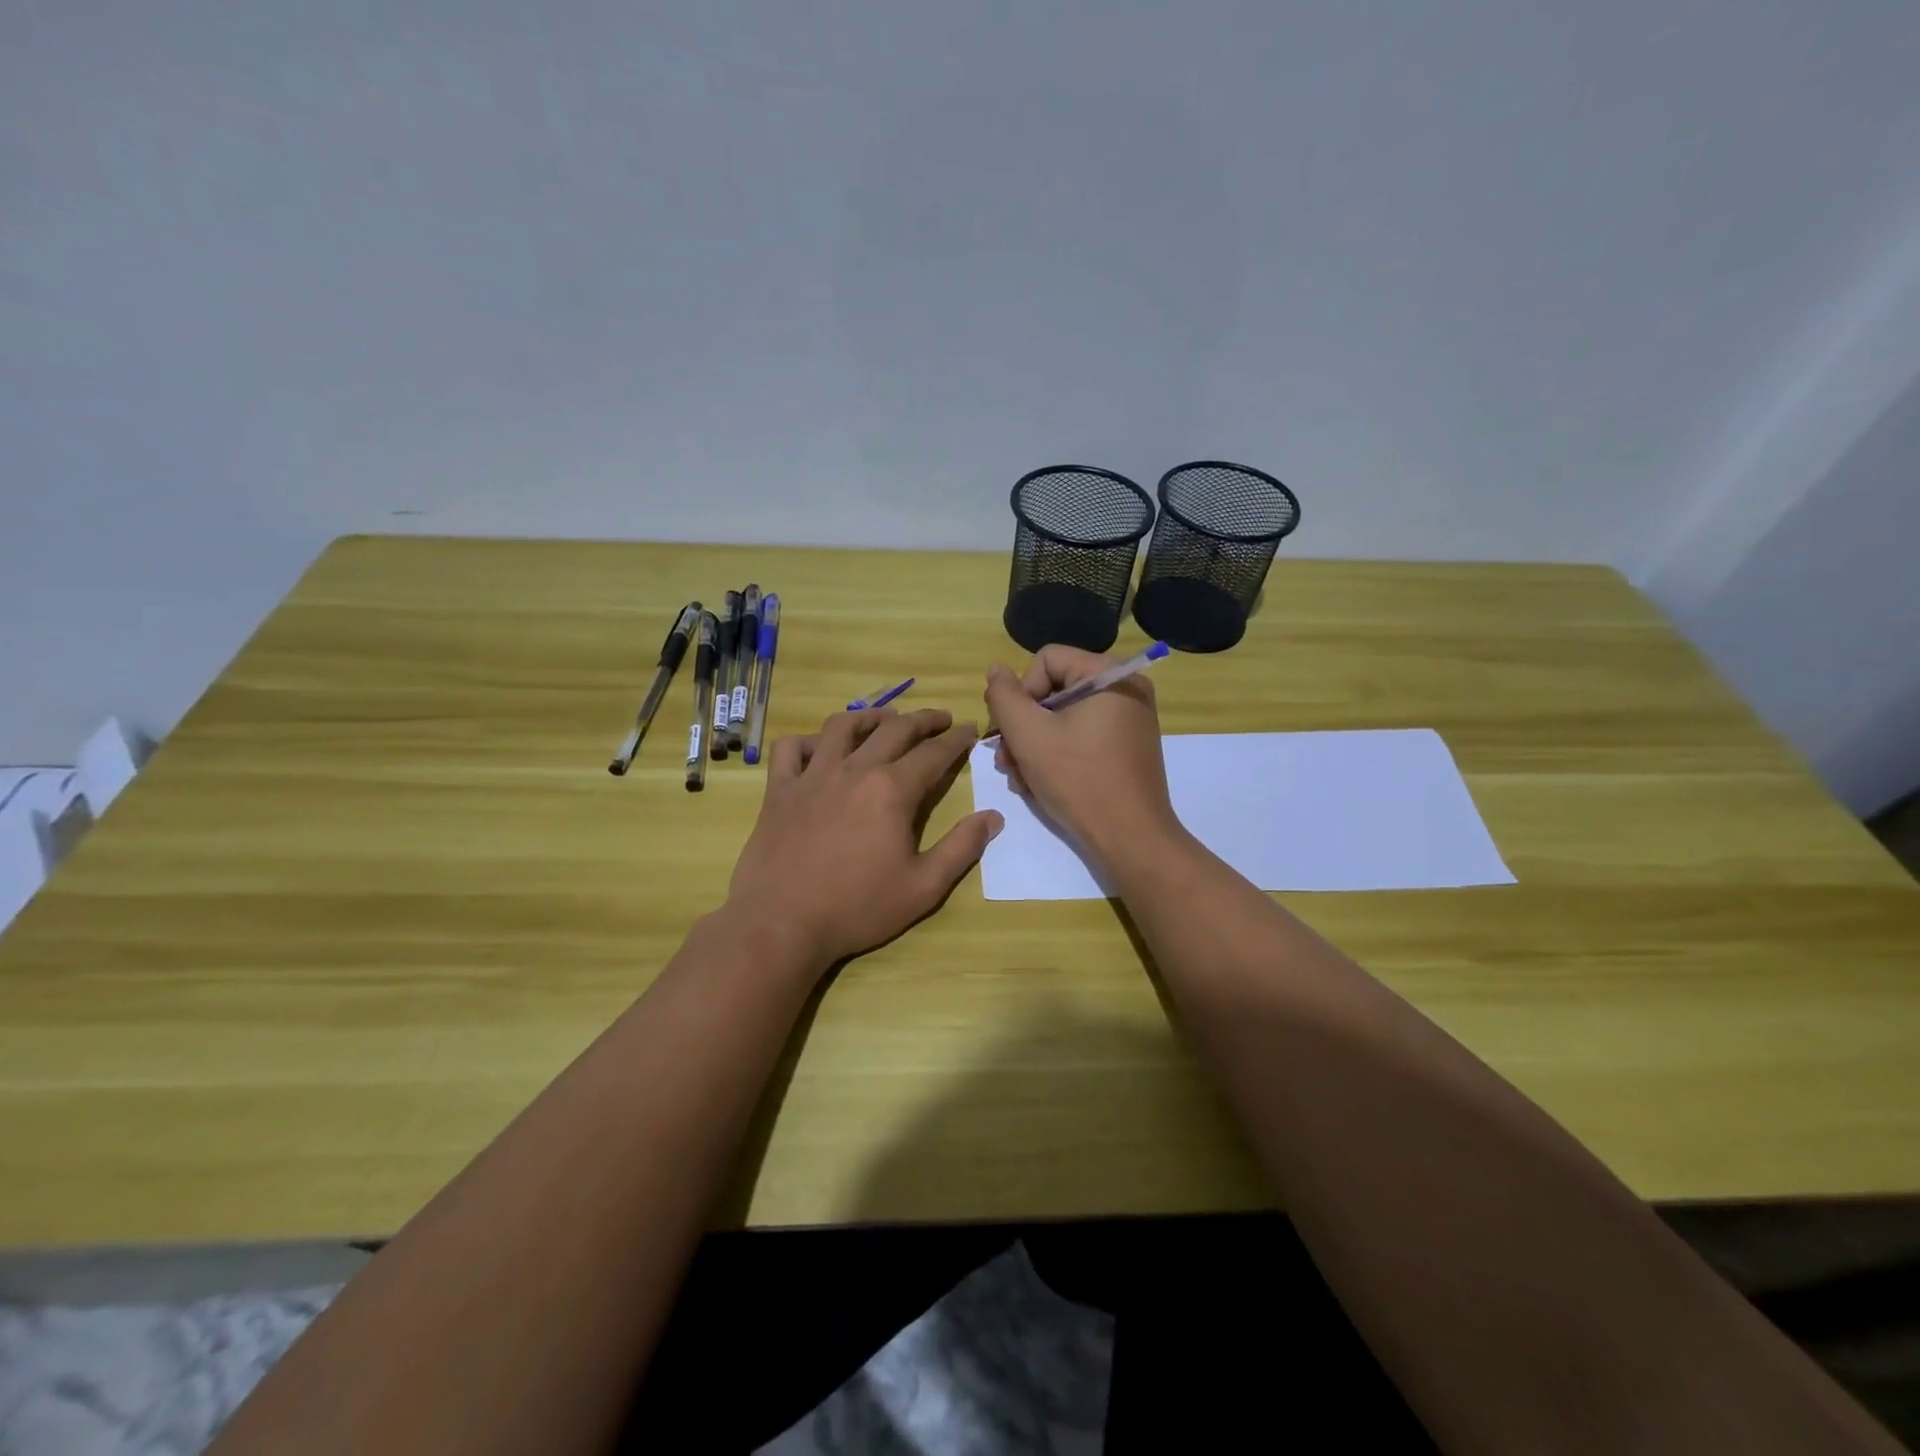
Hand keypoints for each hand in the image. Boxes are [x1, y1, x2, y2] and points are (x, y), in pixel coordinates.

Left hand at [725, 707, 1002, 971]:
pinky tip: (820, 749)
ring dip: (871, 717)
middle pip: (894, 730)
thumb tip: (993, 817)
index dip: (956, 740)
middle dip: (923, 720)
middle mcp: (854, 770)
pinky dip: (808, 741)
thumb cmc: (857, 907)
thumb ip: (961, 848)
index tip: (970, 730)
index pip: (933, 753)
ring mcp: (812, 775)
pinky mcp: (780, 789)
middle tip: (941, 719)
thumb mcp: (923, 887)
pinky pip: (791, 748)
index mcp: (892, 790)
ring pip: (843, 726)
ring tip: (886, 719)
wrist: (782, 923)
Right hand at [984, 646, 1179, 873]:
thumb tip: (996, 669)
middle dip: (1023, 726)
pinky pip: (1082, 737)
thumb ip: (1004, 697)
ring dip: (1033, 745)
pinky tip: (1038, 784)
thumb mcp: (1029, 735)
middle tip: (1005, 761)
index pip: (1046, 660)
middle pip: (1054, 690)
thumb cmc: (1078, 780)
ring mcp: (1129, 721)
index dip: (1020, 692)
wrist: (1130, 839)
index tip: (1009, 731)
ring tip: (1018, 778)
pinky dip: (1057, 755)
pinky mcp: (1127, 749)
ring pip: (1064, 718)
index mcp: (1109, 676)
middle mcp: (1125, 690)